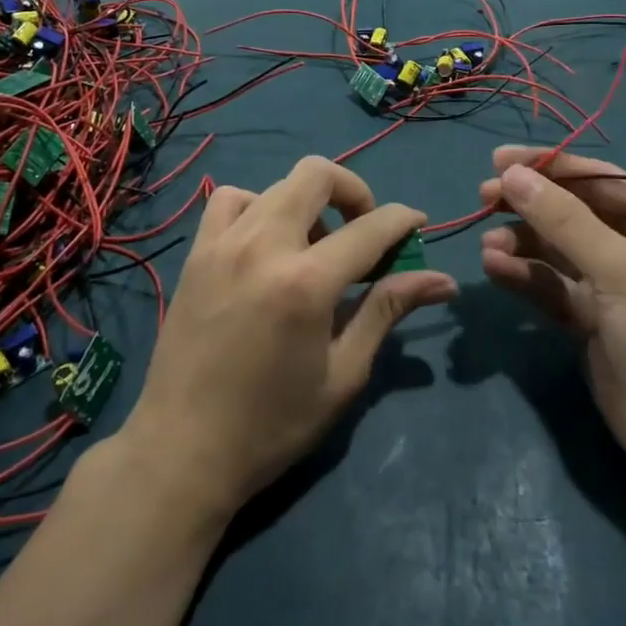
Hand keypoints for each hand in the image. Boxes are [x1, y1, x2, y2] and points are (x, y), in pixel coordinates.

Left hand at [123, 157, 457, 516]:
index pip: (370, 227)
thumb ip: (387, 311)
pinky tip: (265, 243)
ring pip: (276, 184)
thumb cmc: (273, 424)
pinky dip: (258, 206)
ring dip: (307, 202)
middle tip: (365, 230)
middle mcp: (263, 246)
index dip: (403, 219)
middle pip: (317, 175)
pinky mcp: (196, 252)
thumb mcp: (343, 374)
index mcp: (306, 282)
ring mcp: (223, 243)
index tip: (418, 225)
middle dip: (354, 191)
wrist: (182, 450)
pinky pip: (230, 200)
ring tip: (314, 245)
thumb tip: (443, 281)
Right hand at [477, 147, 625, 474]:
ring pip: (557, 249)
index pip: (601, 180)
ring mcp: (615, 284)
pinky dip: (524, 275)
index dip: (551, 166)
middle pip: (574, 212)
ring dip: (521, 242)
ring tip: (487, 244)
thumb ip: (562, 220)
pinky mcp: (591, 318)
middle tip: (483, 196)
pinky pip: (552, 284)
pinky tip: (494, 268)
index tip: (500, 159)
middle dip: (530, 204)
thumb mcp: (620, 268)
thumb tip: (511, 174)